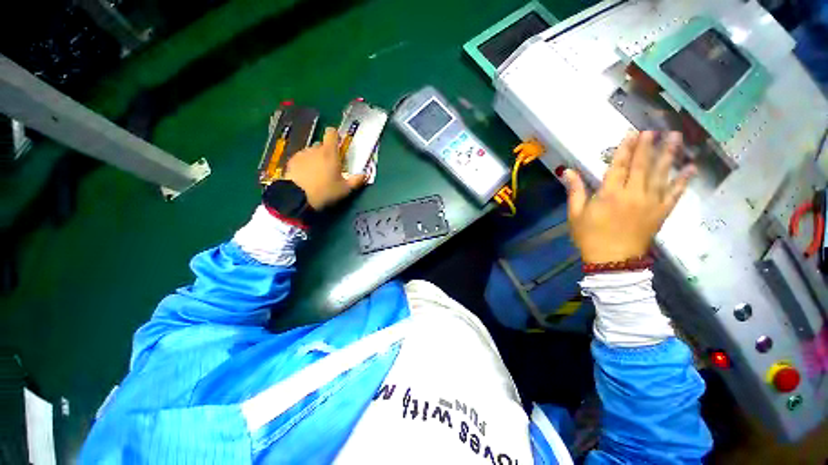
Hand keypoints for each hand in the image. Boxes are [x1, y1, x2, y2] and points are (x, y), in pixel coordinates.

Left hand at [284, 127, 366, 209]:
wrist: (297, 197)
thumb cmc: (325, 191)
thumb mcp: (345, 189)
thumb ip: (356, 181)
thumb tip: (365, 175)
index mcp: (330, 153)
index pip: (331, 133)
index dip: (335, 135)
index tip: (338, 143)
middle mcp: (314, 149)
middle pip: (321, 145)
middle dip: (326, 153)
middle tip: (330, 166)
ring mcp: (301, 154)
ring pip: (310, 152)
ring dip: (315, 159)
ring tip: (317, 174)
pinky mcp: (291, 162)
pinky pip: (301, 159)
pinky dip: (304, 164)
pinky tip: (306, 177)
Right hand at [563, 131, 695, 263]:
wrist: (613, 261)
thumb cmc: (589, 236)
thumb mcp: (575, 214)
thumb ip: (574, 191)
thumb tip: (567, 171)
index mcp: (610, 194)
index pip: (619, 166)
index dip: (626, 148)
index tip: (633, 133)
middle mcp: (633, 194)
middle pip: (642, 165)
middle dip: (648, 146)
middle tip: (654, 129)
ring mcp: (651, 202)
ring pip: (661, 174)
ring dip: (669, 154)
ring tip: (676, 137)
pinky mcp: (662, 212)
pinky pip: (675, 193)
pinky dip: (683, 180)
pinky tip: (691, 167)